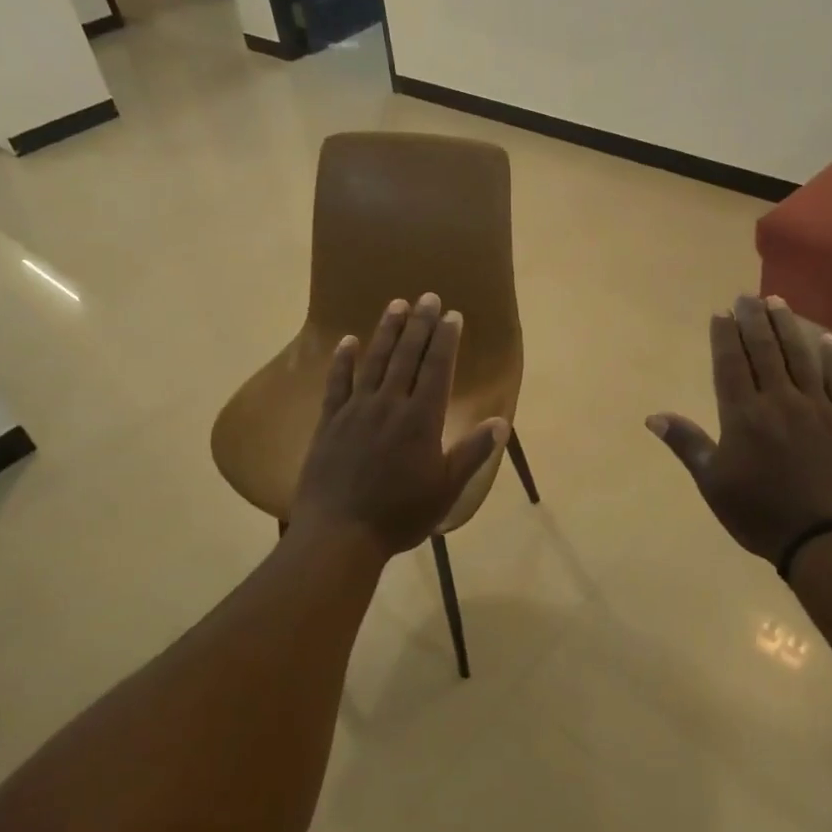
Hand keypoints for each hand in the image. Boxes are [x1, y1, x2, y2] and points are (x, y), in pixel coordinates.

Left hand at [289, 293, 507, 559]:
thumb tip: (501, 421)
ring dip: (386, 331)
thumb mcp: (446, 489)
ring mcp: (356, 411)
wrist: (339, 534)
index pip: (436, 369)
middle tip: (427, 296)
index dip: (445, 340)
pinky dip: (343, 360)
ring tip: (396, 304)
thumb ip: (473, 453)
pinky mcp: (330, 422)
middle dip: (419, 324)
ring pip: (374, 361)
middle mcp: (389, 405)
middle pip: (407, 356)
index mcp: (421, 420)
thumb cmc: (400, 515)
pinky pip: (337, 383)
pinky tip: (348, 341)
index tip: (451, 315)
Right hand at [647, 294, 831, 561]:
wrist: (829, 540)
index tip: (722, 313)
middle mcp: (779, 401)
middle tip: (746, 295)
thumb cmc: (761, 514)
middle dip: (753, 320)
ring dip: (787, 327)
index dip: (725, 336)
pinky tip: (825, 338)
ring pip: (800, 357)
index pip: (731, 364)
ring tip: (777, 301)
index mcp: (744, 415)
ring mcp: (817, 408)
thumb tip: (653, 416)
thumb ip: (687, 445)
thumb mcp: (714, 484)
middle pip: (764, 351)